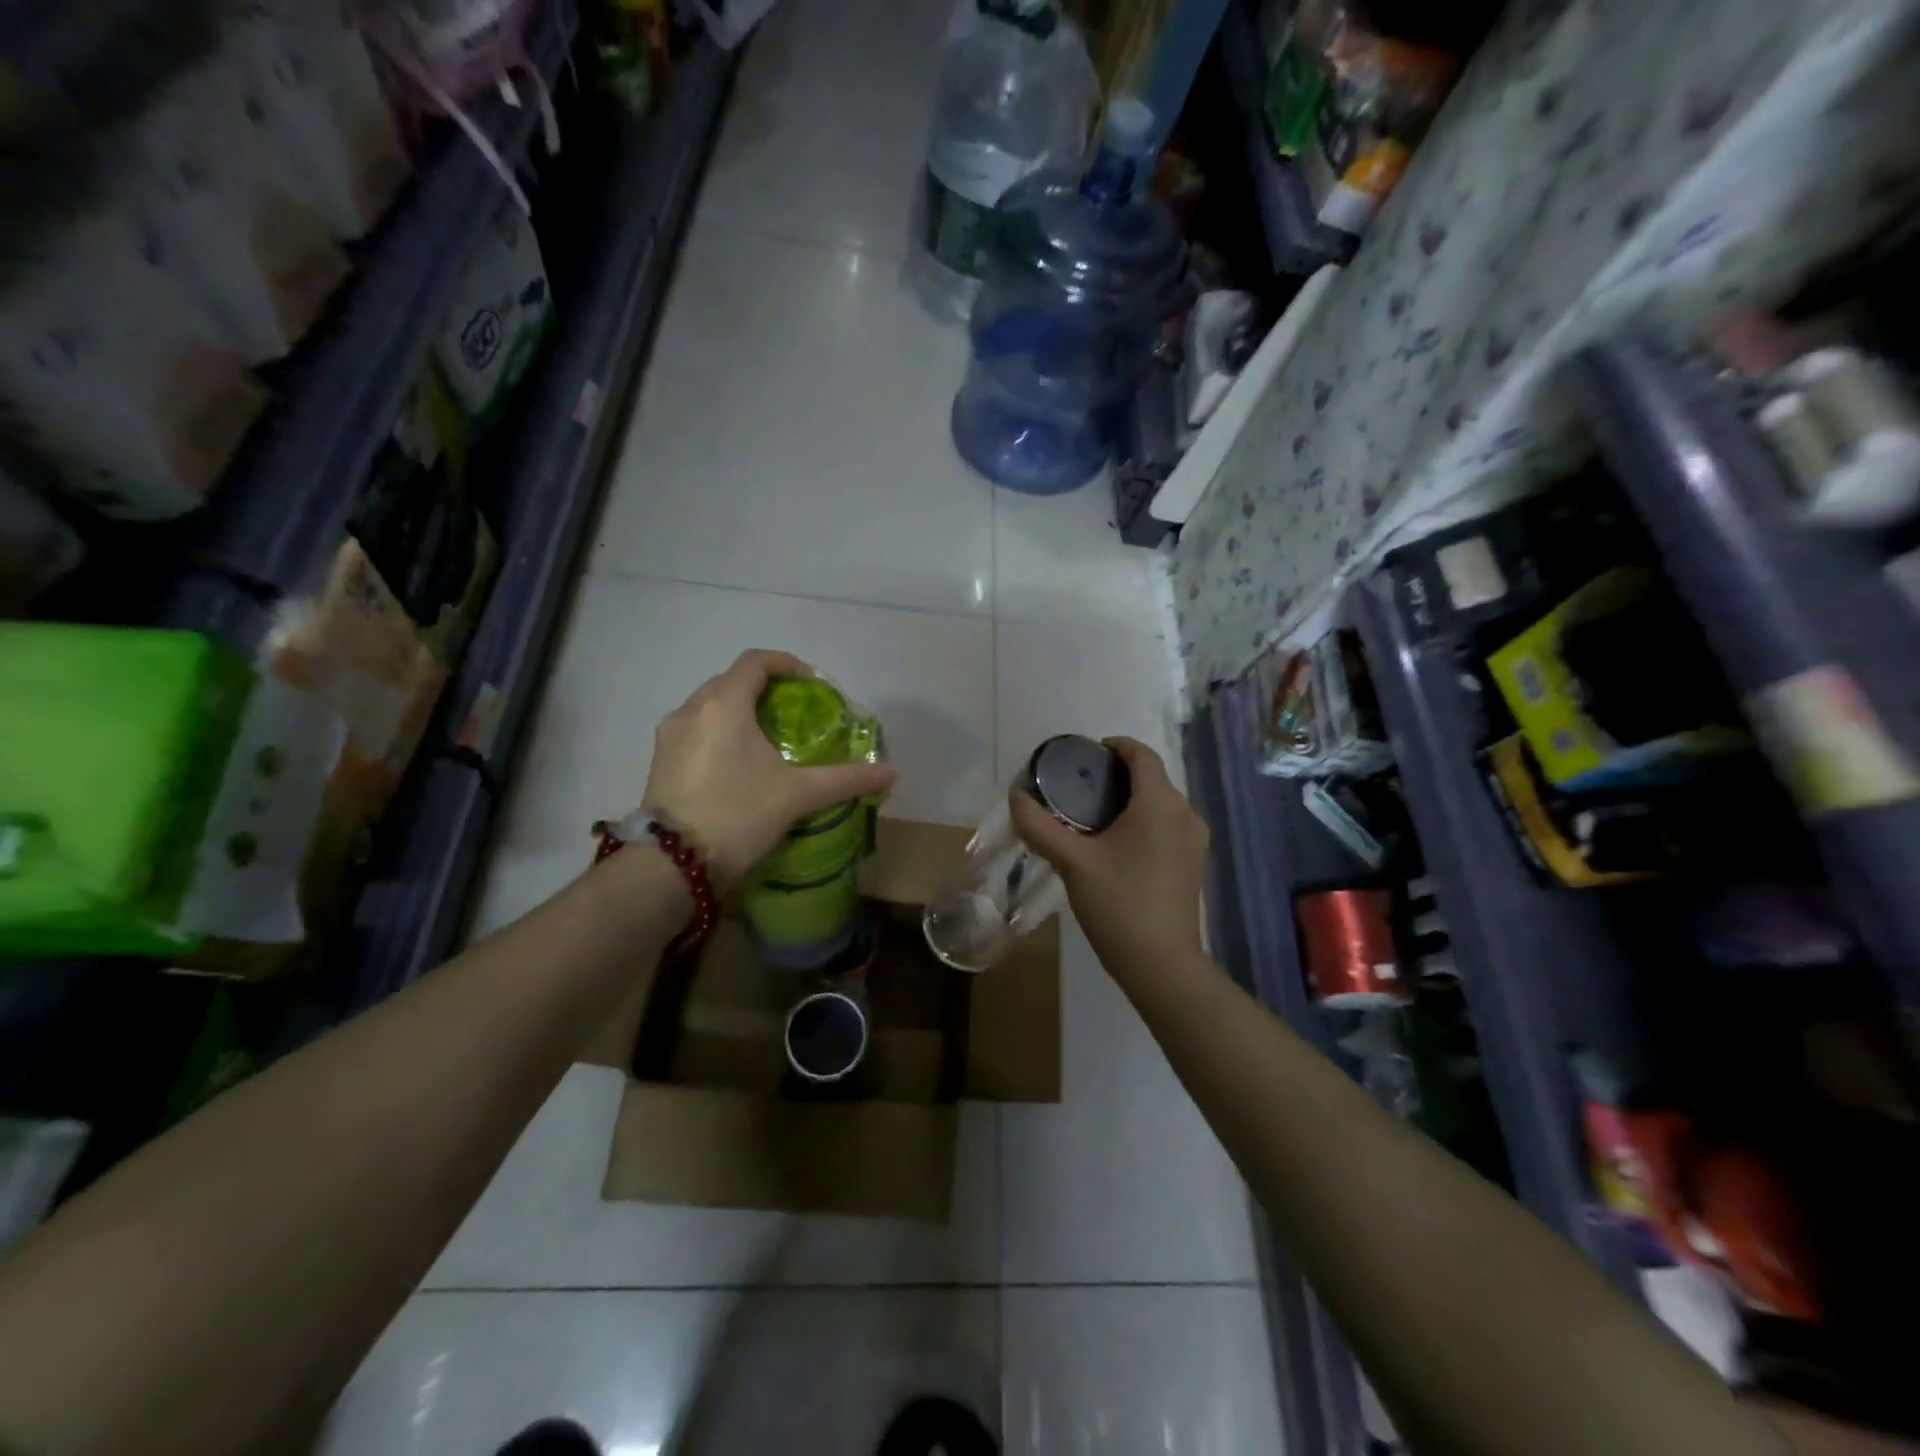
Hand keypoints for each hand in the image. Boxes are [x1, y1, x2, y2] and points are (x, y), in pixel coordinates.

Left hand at [642, 650, 895, 892]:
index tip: (809, 683)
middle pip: (730, 681)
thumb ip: (845, 779)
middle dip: (762, 688)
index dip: (785, 664)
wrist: (672, 865)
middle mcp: (691, 710)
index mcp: (724, 704)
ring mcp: (669, 736)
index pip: (755, 662)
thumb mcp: (798, 795)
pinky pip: (694, 730)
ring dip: (738, 711)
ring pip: (709, 707)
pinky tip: (737, 764)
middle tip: (791, 713)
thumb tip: (890, 771)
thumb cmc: (738, 814)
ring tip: (765, 739)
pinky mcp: (659, 761)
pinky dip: (719, 732)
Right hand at [1010, 737, 1207, 975]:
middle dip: (1117, 775)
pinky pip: (1167, 825)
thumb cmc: (1118, 904)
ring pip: (1160, 803)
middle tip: (1078, 787)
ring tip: (1092, 815)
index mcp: (1160, 804)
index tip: (1084, 755)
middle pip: (1152, 777)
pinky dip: (1143, 821)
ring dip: (1130, 799)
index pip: (1141, 754)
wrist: (1162, 965)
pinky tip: (1117, 844)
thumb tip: (1015, 796)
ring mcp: (1195, 840)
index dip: (1114, 746)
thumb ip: (1040, 826)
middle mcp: (1185, 814)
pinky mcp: (1194, 863)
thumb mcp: (1072, 862)